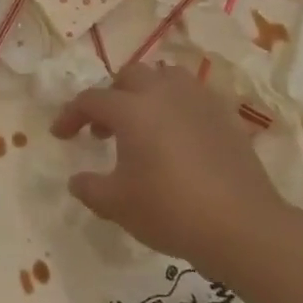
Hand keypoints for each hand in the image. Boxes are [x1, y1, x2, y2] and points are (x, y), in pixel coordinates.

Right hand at [51, 63, 293, 271]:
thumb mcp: (117, 205)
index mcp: (131, 110)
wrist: (242, 226)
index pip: (91, 100)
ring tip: (143, 123)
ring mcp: (198, 101)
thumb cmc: (170, 210)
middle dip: (111, 96)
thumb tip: (76, 180)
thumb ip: (89, 188)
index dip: (70, 115)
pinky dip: (177, 107)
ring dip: (147, 93)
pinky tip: (177, 136)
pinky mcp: (225, 117)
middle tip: (103, 129)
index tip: (60, 136)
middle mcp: (163, 94)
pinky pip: (194, 97)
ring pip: (166, 77)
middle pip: (130, 77)